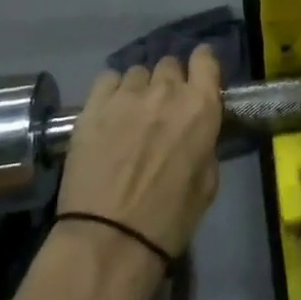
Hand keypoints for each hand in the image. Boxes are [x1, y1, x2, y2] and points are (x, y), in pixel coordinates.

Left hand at [55, 46, 223, 258]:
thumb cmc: (168, 220)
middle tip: (162, 108)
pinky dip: (111, 91)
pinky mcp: (94, 106)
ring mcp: (127, 95)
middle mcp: (167, 90)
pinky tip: (108, 112)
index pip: (206, 59)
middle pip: (169, 64)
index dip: (202, 64)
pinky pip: (107, 80)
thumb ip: (205, 145)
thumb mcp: (207, 183)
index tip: (197, 75)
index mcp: (200, 106)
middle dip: (168, 81)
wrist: (109, 241)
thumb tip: (196, 133)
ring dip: (139, 88)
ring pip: (137, 72)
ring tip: (131, 113)